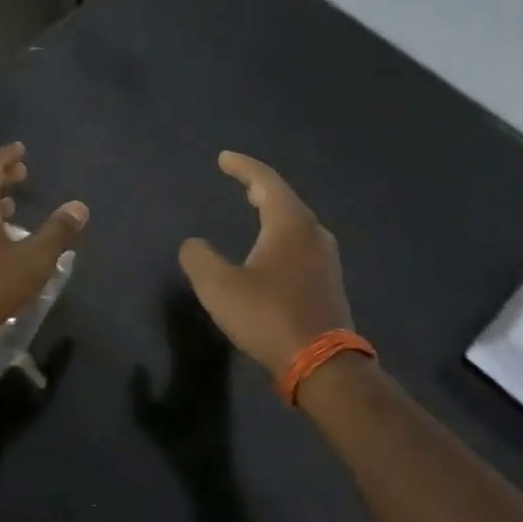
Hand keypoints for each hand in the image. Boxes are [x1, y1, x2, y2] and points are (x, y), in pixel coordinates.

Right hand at [179, 152, 353, 376]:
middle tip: (239, 179)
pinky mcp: (328, 282)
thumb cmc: (268, 316)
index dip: (242, 167)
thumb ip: (199, 258)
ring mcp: (326, 259)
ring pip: (295, 222)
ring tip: (254, 207)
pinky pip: (301, 244)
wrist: (321, 364)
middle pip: (285, 199)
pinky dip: (281, 234)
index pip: (265, 182)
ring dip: (273, 211)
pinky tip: (272, 248)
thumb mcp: (218, 286)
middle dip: (260, 186)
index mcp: (289, 224)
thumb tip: (194, 244)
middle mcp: (313, 233)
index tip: (223, 158)